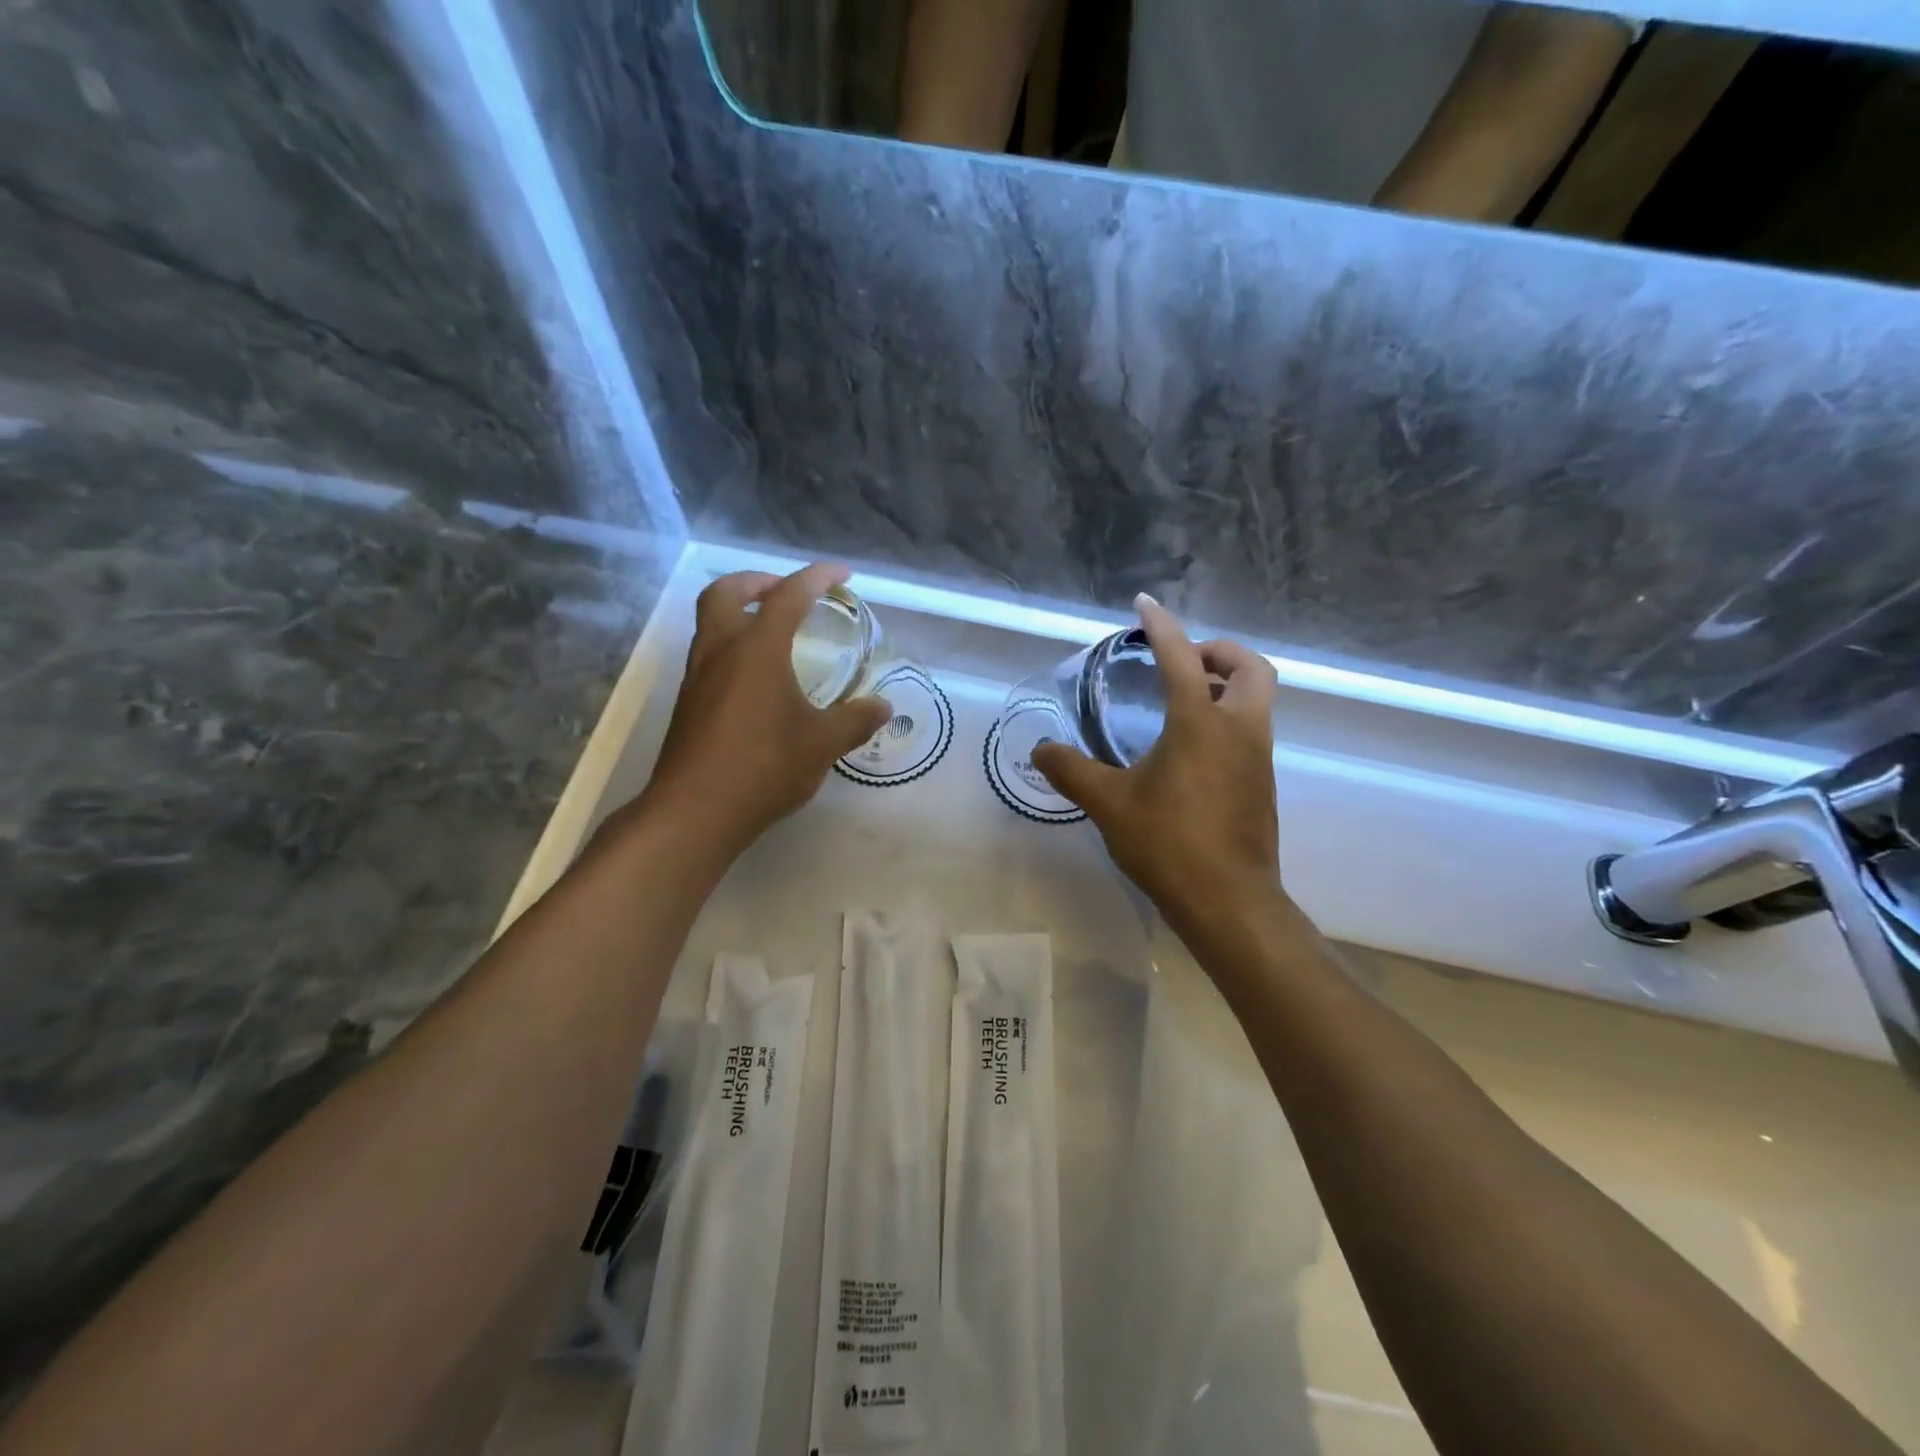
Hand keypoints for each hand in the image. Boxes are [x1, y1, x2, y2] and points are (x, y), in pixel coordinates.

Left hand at [638, 564, 891, 859]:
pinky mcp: (688, 704)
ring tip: (774, 632)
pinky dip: (733, 647)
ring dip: (740, 613)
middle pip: (726, 592)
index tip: (842, 574)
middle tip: (786, 592)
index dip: (818, 578)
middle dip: (758, 581)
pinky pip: (709, 655)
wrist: (695, 813)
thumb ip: (855, 720)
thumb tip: (883, 707)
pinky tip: (757, 680)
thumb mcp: (822, 744)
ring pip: (711, 623)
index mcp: (757, 649)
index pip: (789, 596)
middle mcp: (720, 652)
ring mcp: (697, 677)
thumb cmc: (764, 767)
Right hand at [1033, 596, 1284, 943]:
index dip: (1162, 625)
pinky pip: (1252, 730)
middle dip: (1220, 651)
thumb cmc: (1168, 843)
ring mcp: (1258, 757)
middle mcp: (1239, 729)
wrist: (1228, 900)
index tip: (1144, 605)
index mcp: (1201, 722)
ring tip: (1183, 699)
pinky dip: (1229, 717)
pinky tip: (1191, 748)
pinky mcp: (1263, 784)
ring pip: (1258, 699)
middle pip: (1251, 667)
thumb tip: (1041, 751)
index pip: (1181, 657)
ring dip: (1227, 684)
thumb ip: (1071, 771)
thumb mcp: (1108, 804)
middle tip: (1184, 662)